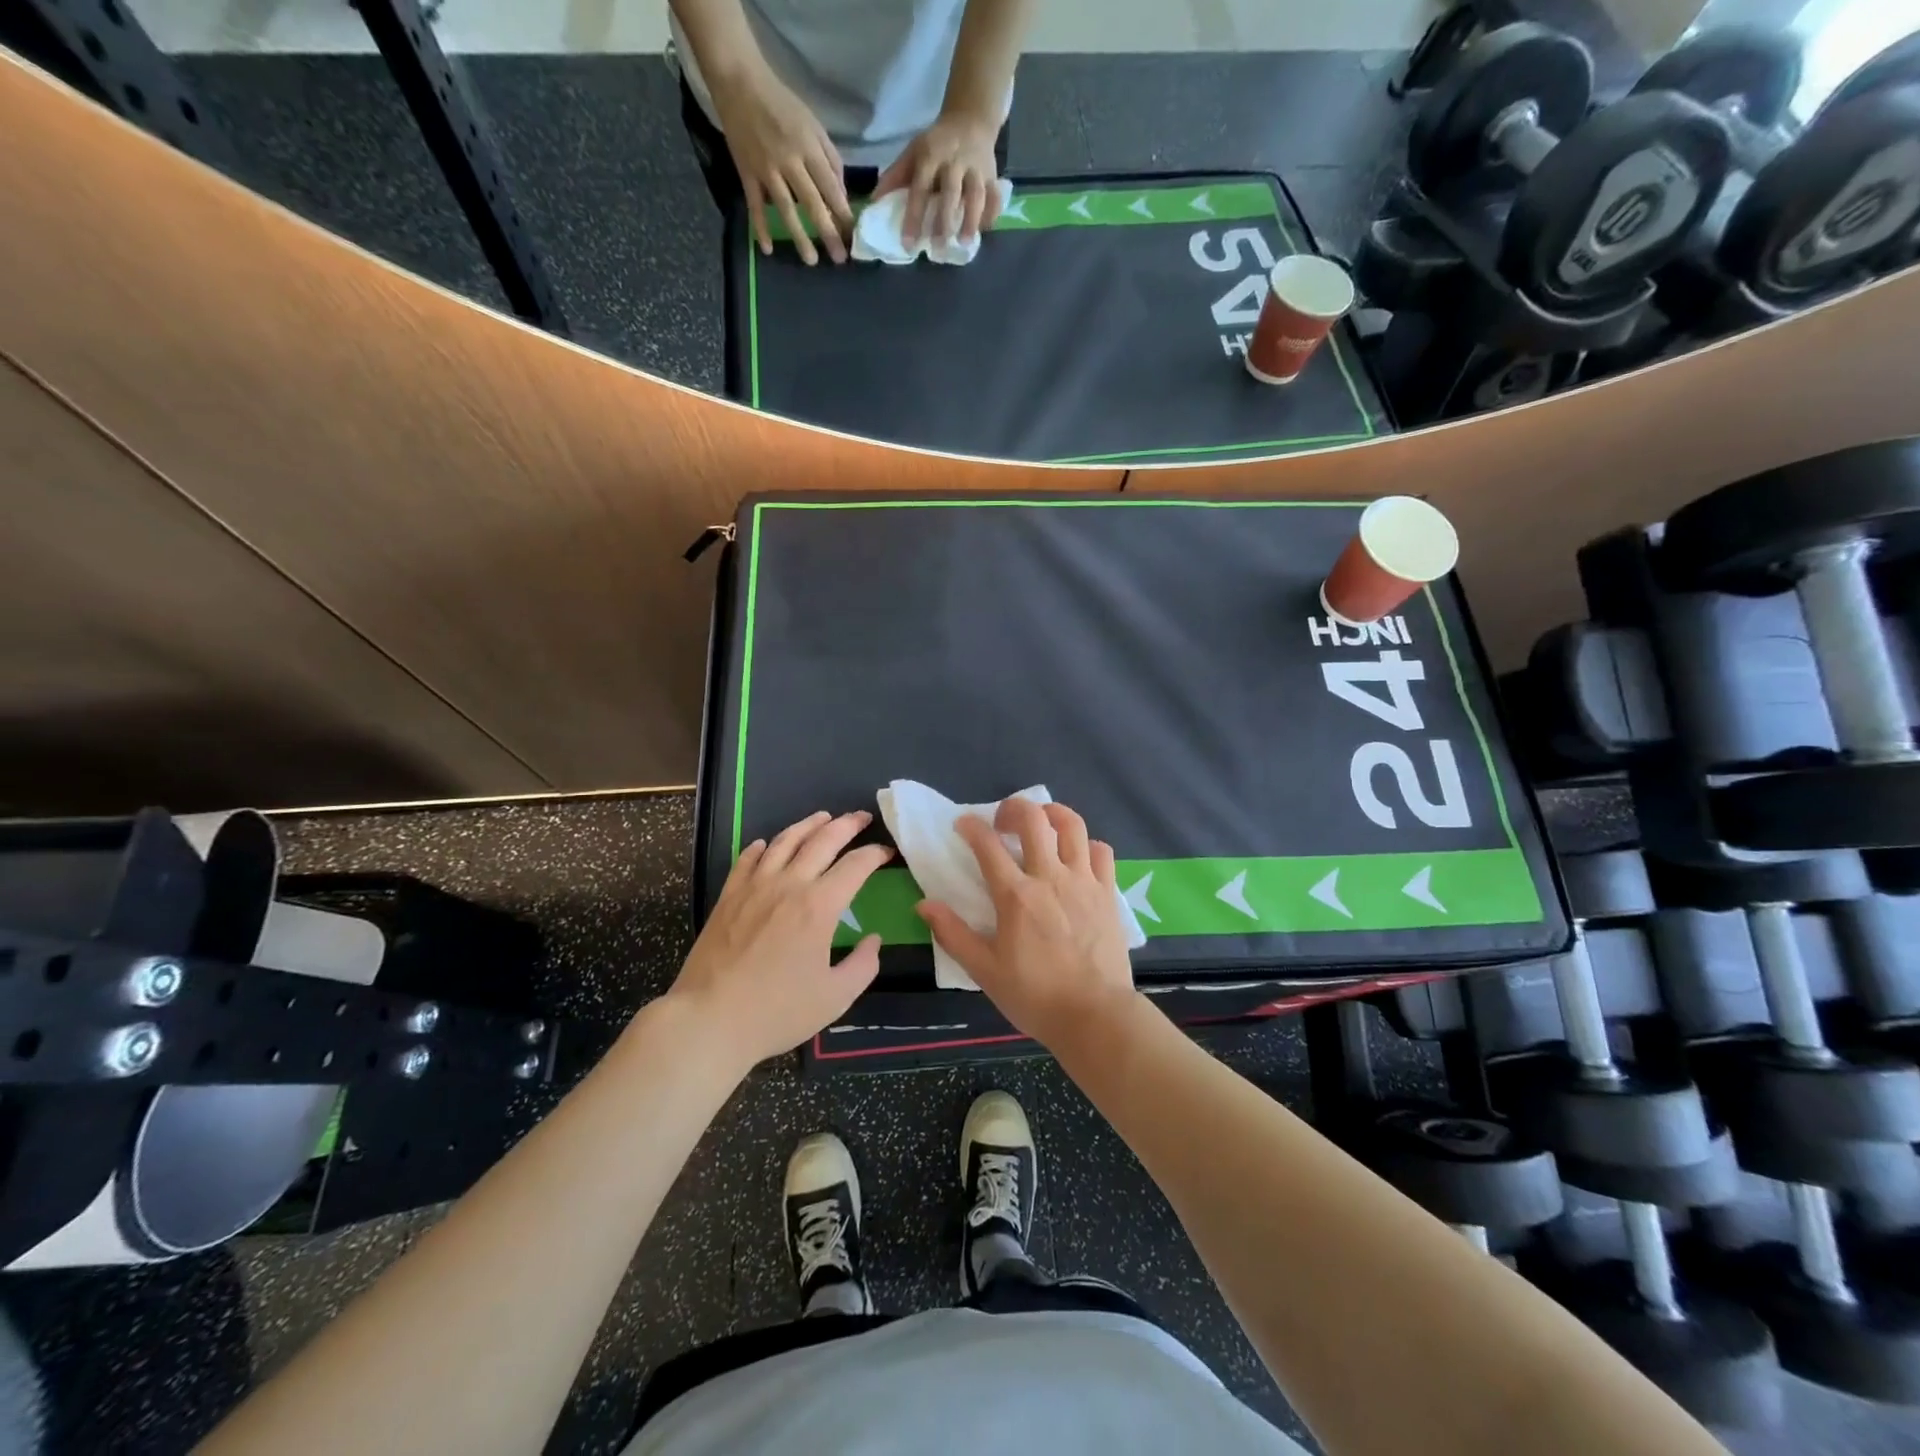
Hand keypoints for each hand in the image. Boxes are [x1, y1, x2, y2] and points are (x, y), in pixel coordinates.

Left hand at [669, 810, 890, 1072]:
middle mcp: (789, 885)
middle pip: (822, 840)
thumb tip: (872, 940)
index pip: (855, 865)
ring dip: (807, 825)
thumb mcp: (836, 997)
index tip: (886, 851)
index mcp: (819, 906)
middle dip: (846, 825)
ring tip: (822, 817)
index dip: (875, 853)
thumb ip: (863, 965)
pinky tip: (766, 845)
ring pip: (784, 841)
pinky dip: (762, 846)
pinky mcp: (728, 897)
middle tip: (861, 817)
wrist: (710, 1019)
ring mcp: (754, 887)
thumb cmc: (777, 1011)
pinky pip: (747, 859)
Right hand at [708, 62, 852, 263]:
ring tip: (811, 260)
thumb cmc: (782, 103)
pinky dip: (760, 227)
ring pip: (786, 209)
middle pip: (812, 203)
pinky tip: (767, 249)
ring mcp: (766, 169)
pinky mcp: (747, 173)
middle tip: (839, 258)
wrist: (740, 82)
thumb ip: (830, 159)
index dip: (843, 214)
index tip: (852, 236)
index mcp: (808, 148)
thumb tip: (841, 195)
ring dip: (799, 237)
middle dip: (827, 232)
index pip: (830, 188)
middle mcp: (789, 161)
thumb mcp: (813, 124)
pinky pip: (754, 205)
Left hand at [873, 109, 1002, 248]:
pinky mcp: (992, 175)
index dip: (914, 216)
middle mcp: (954, 161)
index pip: (920, 188)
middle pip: (950, 192)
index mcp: (931, 155)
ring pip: (976, 195)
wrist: (971, 119)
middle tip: (937, 247)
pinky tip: (983, 230)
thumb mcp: (913, 152)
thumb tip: (873, 203)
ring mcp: (976, 168)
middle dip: (944, 220)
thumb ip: (896, 177)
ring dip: (971, 220)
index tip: (909, 244)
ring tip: (964, 244)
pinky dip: (991, 215)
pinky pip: (994, 197)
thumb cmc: (937, 144)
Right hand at [916, 799, 1136, 1053]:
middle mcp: (1050, 877)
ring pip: (1072, 825)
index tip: (963, 825)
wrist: (1095, 1016)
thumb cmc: (1035, 996)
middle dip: (1013, 808)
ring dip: (1052, 813)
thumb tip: (924, 904)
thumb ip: (953, 934)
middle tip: (1002, 822)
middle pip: (1033, 819)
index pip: (987, 845)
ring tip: (1041, 822)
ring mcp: (1083, 881)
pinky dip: (1086, 844)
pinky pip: (1100, 851)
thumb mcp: (984, 971)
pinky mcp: (1107, 892)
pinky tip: (1076, 855)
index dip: (971, 827)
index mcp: (1015, 896)